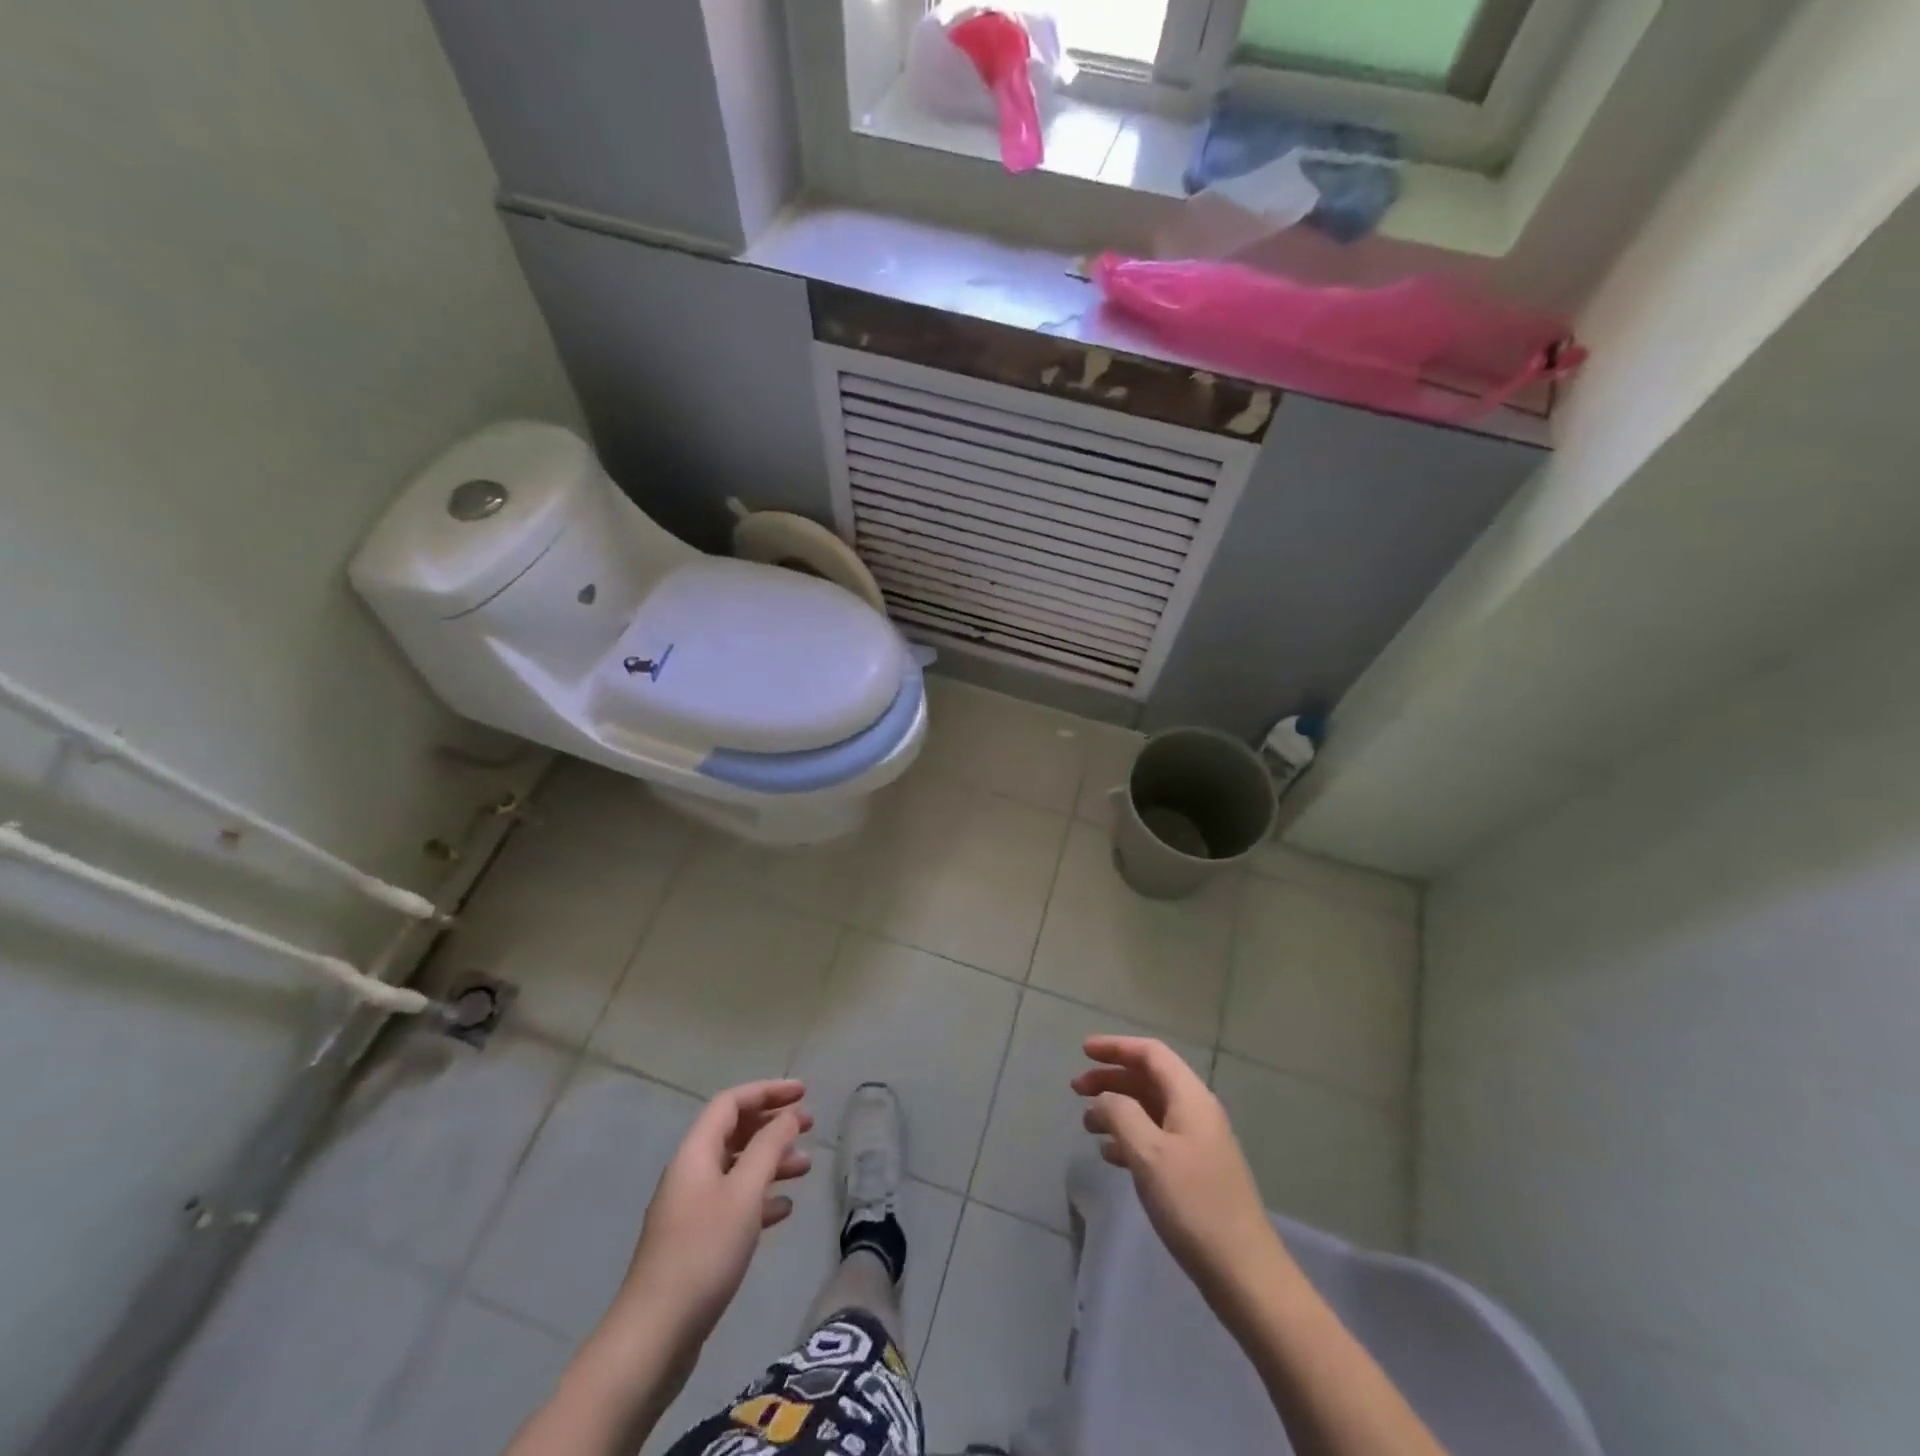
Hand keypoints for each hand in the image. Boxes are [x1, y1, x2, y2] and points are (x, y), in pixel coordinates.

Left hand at [617, 1079, 813, 1346]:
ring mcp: (690, 1209)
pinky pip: (733, 1203)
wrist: (653, 1337)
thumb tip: (788, 1115)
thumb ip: (769, 1147)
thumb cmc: (703, 1253)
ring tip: (806, 1168)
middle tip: (810, 1126)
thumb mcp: (744, 1193)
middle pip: (734, 1132)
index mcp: (695, 1153)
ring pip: (737, 1168)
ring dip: (771, 1161)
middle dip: (772, 1124)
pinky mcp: (695, 1243)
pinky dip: (760, 1198)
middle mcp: (690, 1173)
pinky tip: (784, 1210)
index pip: (731, 1102)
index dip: (767, 1091)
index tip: (803, 1092)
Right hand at [1074, 1036, 1283, 1304]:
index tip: (1083, 1051)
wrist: (1244, 1273)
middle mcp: (1196, 1112)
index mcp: (1190, 1098)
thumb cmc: (1193, 1204)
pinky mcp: (1196, 1172)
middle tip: (1076, 1089)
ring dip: (1118, 1108)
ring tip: (1087, 1124)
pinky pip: (1156, 1137)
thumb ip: (1120, 1114)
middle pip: (1149, 1078)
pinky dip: (1130, 1136)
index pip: (1150, 1053)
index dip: (1116, 1047)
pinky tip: (1110, 1155)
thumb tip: (1105, 1098)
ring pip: (1150, 1109)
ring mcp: (1198, 1143)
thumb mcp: (1148, 1153)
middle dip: (1112, 1078)